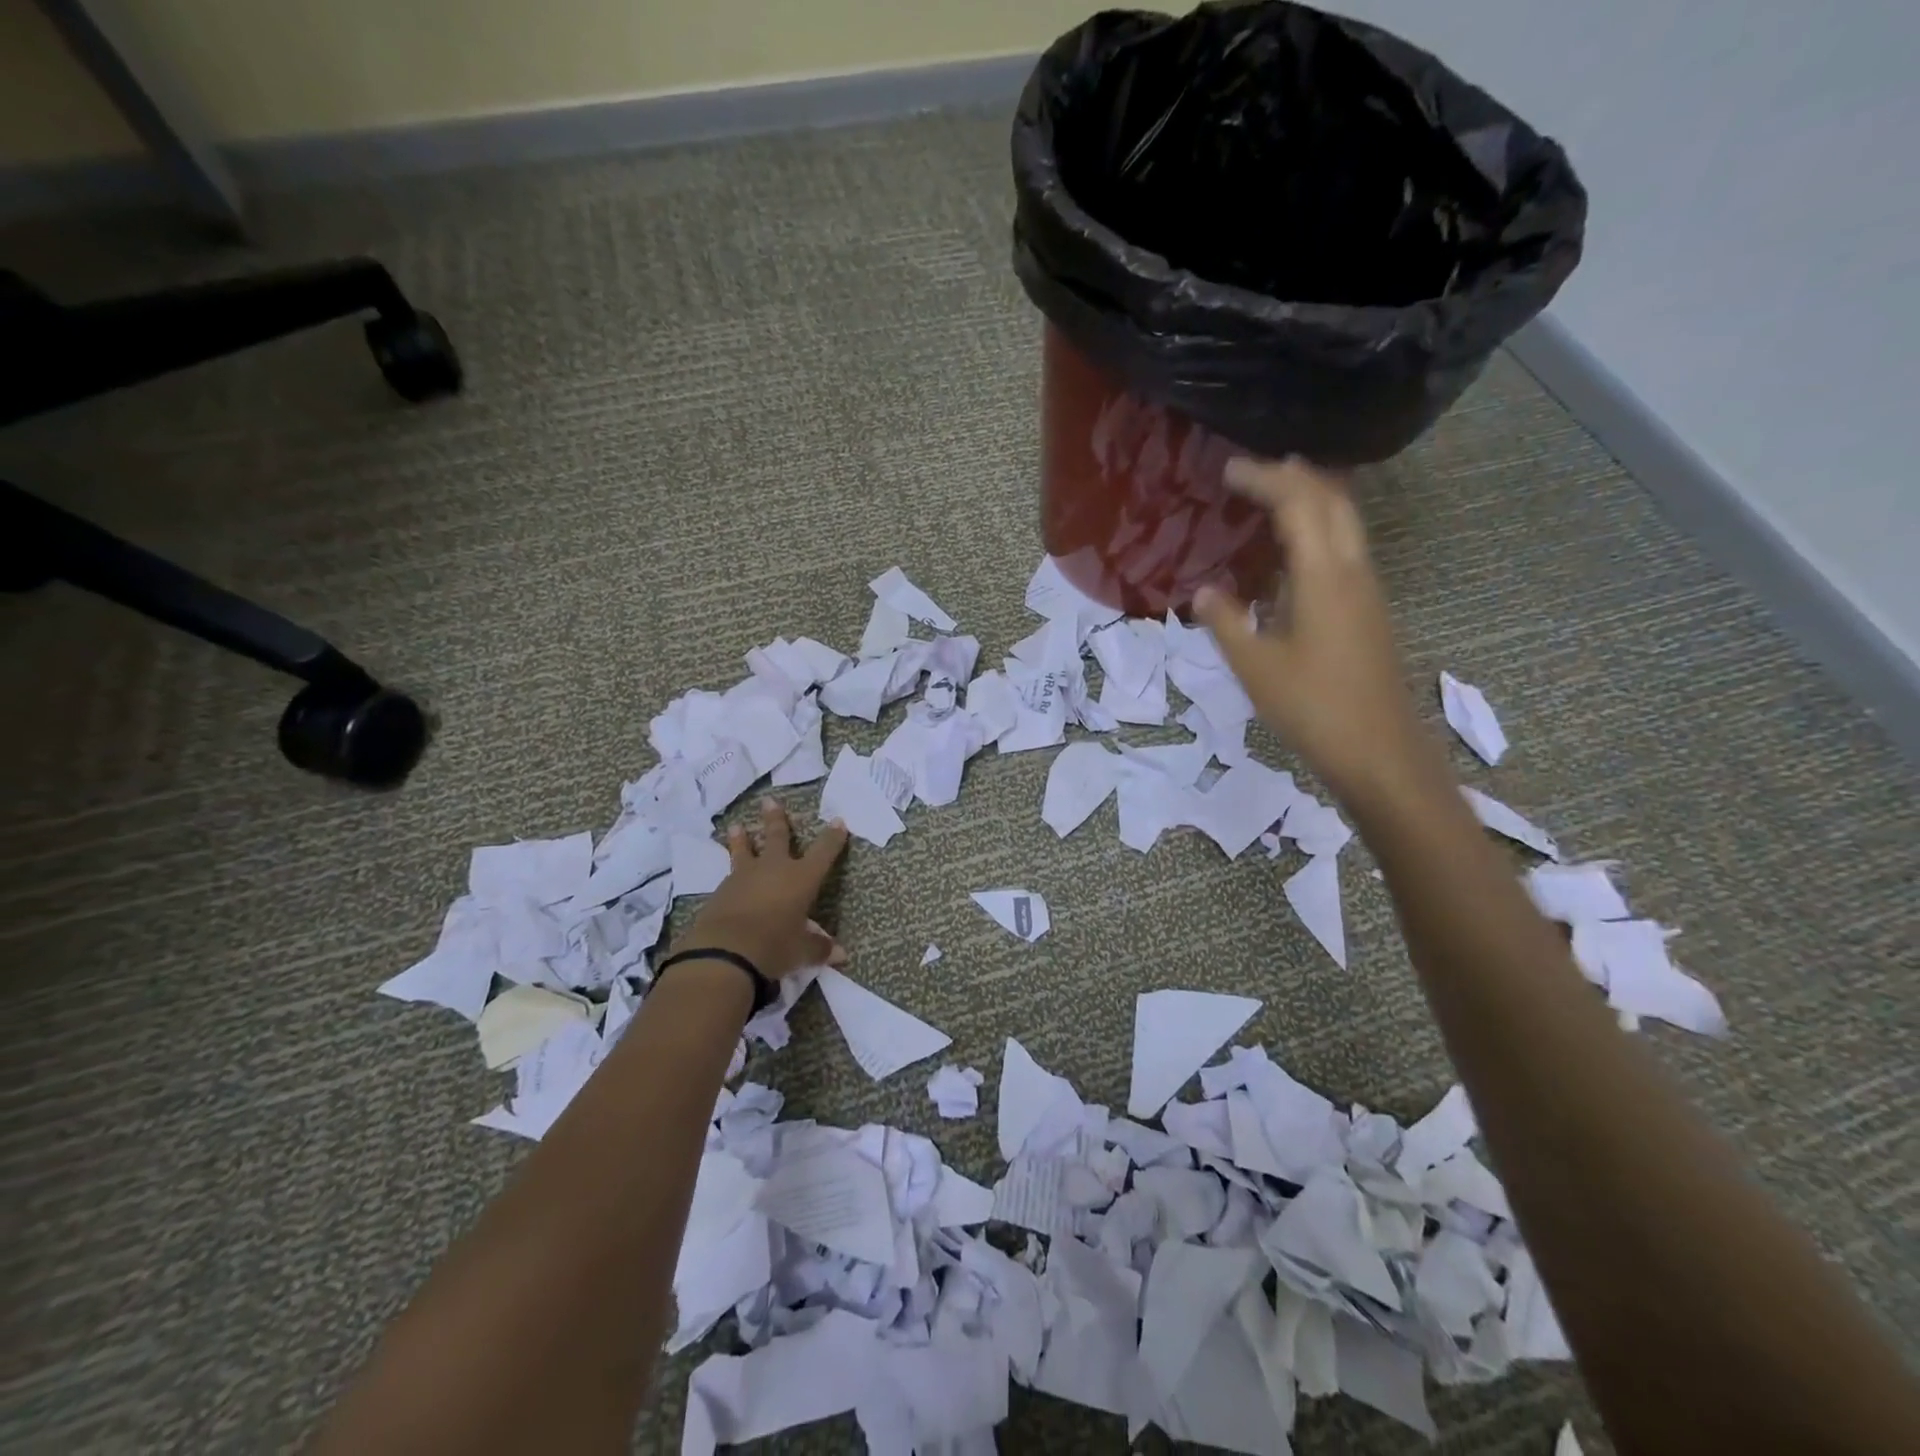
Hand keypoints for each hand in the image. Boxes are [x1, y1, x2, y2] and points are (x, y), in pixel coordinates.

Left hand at [673, 799, 849, 978]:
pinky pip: (729, 876)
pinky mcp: (721, 891)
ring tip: (736, 826)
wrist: (724, 952)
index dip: (832, 837)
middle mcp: (774, 869)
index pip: (823, 852)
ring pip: (744, 851)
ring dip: (742, 838)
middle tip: (770, 801)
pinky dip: (731, 873)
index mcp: (801, 878)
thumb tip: (840, 955)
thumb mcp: (801, 951)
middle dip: (776, 819)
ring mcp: (744, 877)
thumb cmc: (774, 946)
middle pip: (777, 837)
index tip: (838, 821)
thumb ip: (818, 948)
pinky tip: (729, 878)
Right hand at [1194, 457, 1439, 808]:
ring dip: (1312, 498)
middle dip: (1295, 476)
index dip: (1265, 478)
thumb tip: (1202, 592)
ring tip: (1273, 496)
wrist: (1379, 752)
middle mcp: (1352, 571)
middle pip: (1333, 500)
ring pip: (1345, 521)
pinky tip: (1292, 552)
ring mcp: (1367, 590)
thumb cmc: (1313, 708)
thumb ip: (1225, 623)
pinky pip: (1345, 548)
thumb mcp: (1255, 667)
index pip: (1298, 503)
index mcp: (1324, 576)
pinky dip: (1319, 529)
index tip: (1228, 469)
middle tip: (1254, 472)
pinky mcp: (1369, 611)